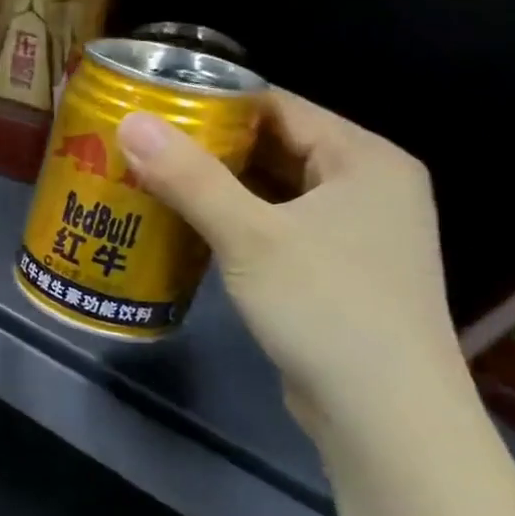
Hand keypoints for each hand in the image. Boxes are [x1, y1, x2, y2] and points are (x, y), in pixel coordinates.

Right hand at [118, 91, 462, 428]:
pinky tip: (188, 228)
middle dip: (210, 147)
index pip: (281, 106)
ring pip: (275, 191)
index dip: (216, 102)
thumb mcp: (249, 236)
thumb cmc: (325, 306)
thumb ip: (189, 177)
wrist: (384, 412)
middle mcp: (369, 186)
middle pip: (277, 147)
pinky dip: (235, 222)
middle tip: (142, 146)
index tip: (155, 107)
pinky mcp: (336, 272)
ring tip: (152, 180)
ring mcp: (356, 233)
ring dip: (218, 188)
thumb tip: (130, 122)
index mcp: (365, 159)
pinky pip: (277, 228)